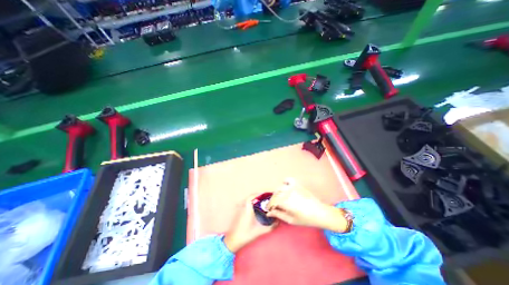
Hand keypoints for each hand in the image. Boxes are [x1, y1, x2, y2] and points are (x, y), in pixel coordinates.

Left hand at [223, 194, 277, 251]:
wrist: (232, 241)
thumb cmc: (246, 235)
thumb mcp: (259, 231)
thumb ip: (269, 227)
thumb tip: (277, 223)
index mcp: (247, 209)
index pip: (251, 197)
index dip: (257, 194)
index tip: (264, 194)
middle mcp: (242, 207)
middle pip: (249, 198)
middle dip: (257, 196)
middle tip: (264, 197)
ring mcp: (239, 210)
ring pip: (246, 200)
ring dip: (252, 199)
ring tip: (260, 201)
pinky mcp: (237, 213)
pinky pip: (244, 203)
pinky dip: (249, 203)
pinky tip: (253, 207)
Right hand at [267, 178, 345, 233]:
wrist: (320, 212)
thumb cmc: (305, 219)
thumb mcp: (291, 220)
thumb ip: (279, 215)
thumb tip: (269, 213)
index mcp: (285, 202)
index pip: (273, 202)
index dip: (269, 206)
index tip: (269, 209)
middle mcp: (287, 192)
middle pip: (275, 195)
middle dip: (273, 200)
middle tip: (274, 206)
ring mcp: (292, 187)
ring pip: (279, 188)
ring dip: (277, 193)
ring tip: (279, 199)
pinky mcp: (297, 184)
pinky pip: (288, 180)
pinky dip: (285, 182)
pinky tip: (285, 187)